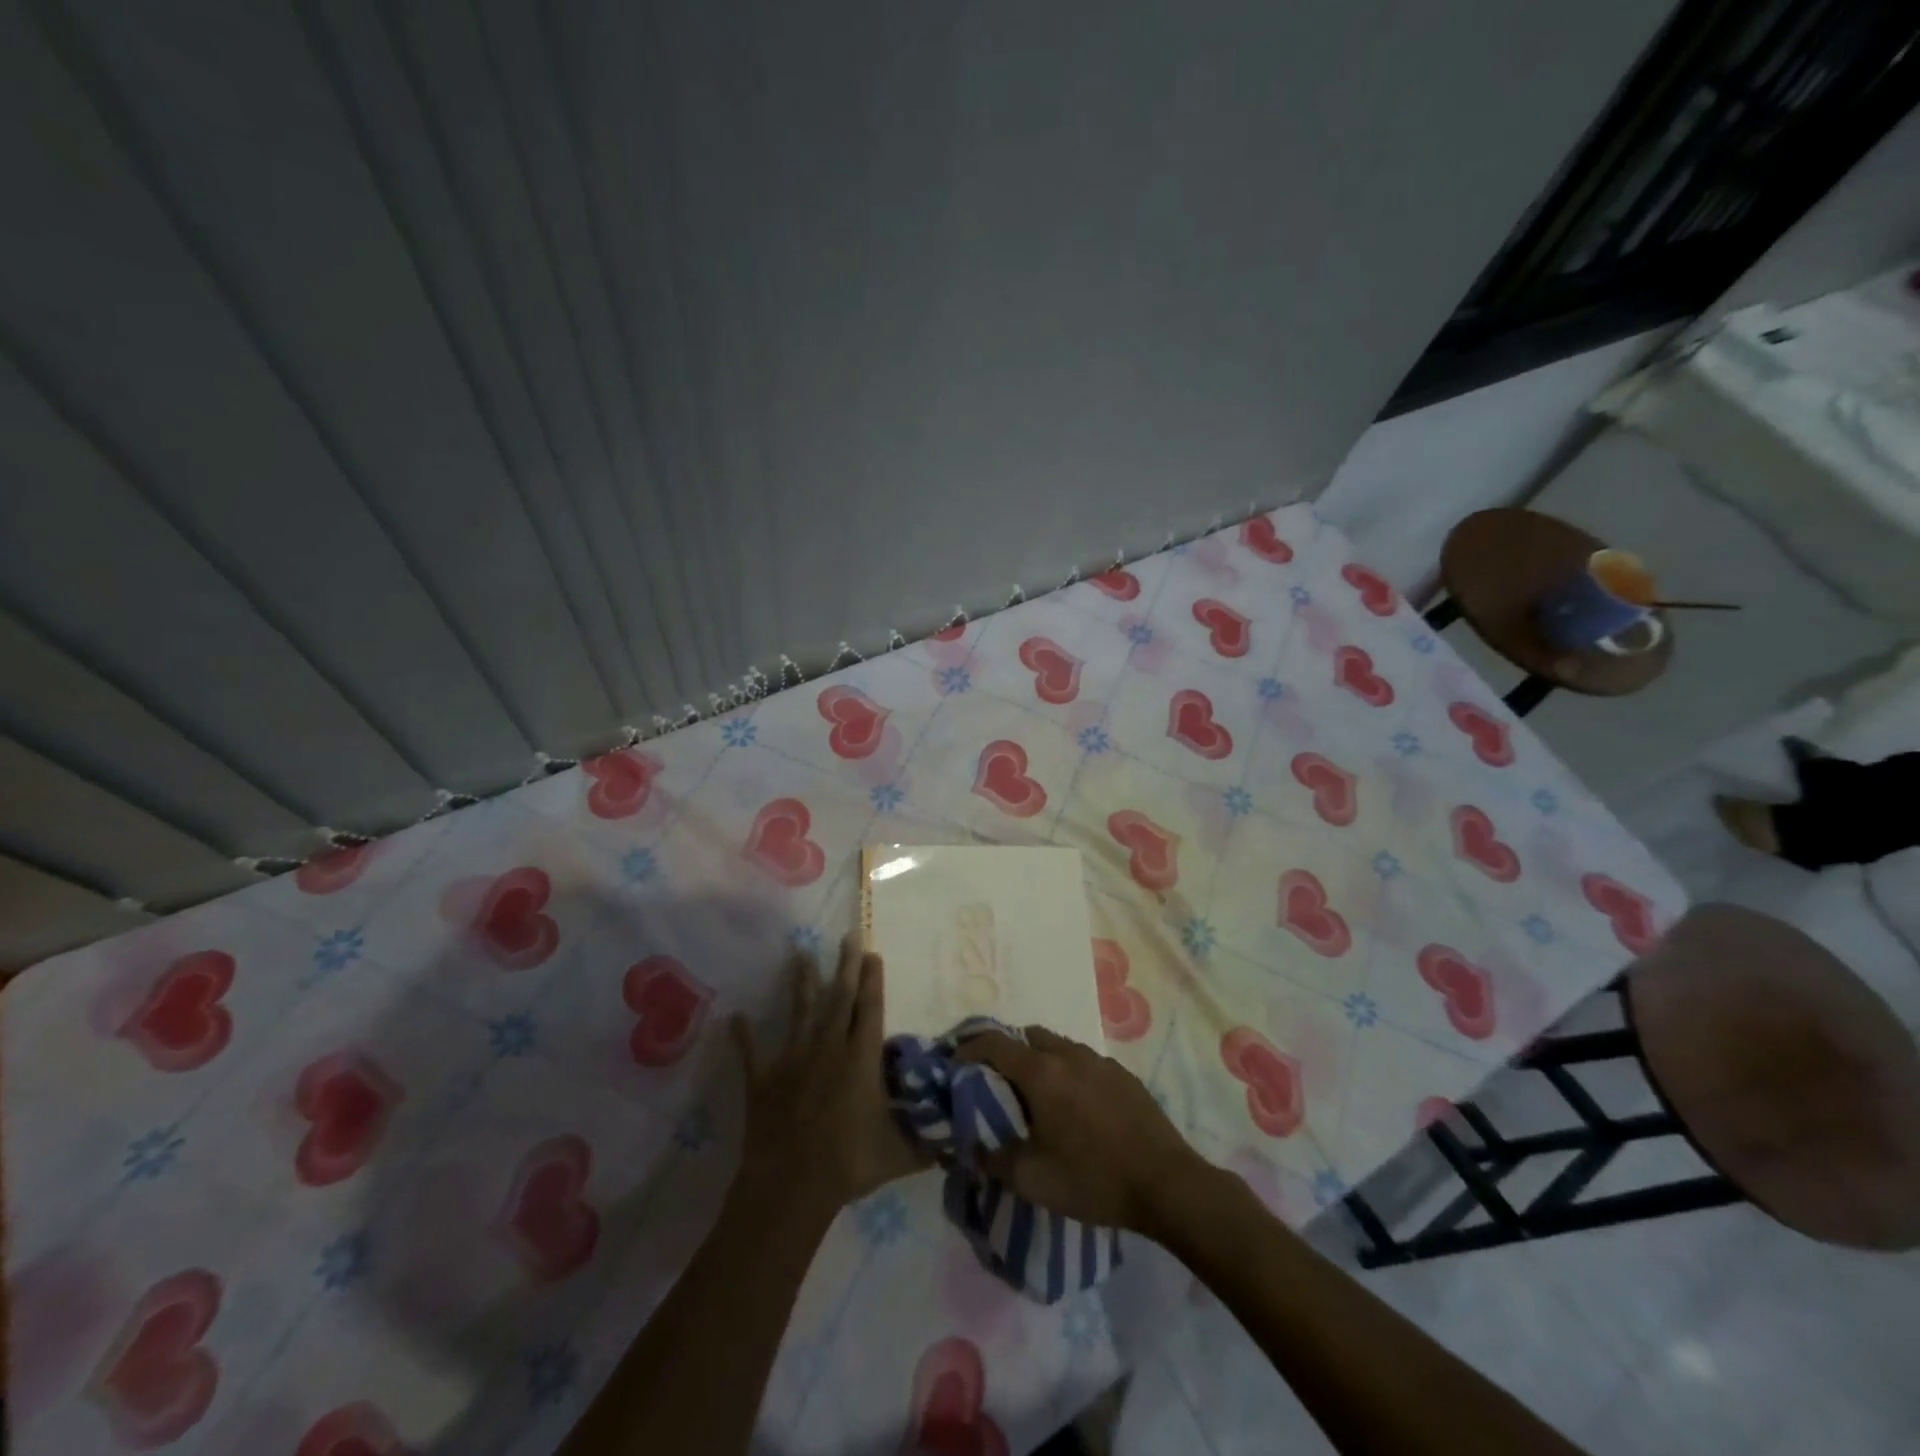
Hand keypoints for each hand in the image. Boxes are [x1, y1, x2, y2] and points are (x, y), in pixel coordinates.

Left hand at [730, 936, 927, 1218]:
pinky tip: (736, 1017)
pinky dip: (744, 1036)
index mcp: (861, 1060)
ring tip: (800, 954)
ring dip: (801, 983)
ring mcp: (793, 1061)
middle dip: (845, 967)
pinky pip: (752, 1053)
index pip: (869, 1010)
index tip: (872, 953)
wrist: (791, 1186)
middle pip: (839, 999)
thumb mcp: (898, 1154)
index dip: (872, 981)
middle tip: (846, 937)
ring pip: (800, 1013)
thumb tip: (955, 1137)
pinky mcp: (764, 1080)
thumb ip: (925, 1141)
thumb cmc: (848, 1165)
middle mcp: (828, 1049)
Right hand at [956, 1026, 1206, 1236]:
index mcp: (1041, 1073)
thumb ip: (994, 1159)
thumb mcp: (1032, 1180)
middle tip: (996, 1081)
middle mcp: (1068, 1055)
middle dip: (1006, 1051)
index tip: (955, 1063)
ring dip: (1039, 1060)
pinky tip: (1076, 1106)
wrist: (1166, 1184)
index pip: (994, 1043)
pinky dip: (1069, 1071)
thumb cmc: (1093, 1179)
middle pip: (1027, 1036)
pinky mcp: (1123, 1074)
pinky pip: (1084, 1061)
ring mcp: (1099, 1061)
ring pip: (1058, 1045)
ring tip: (1036, 1095)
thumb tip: (973, 1146)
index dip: (969, 1048)